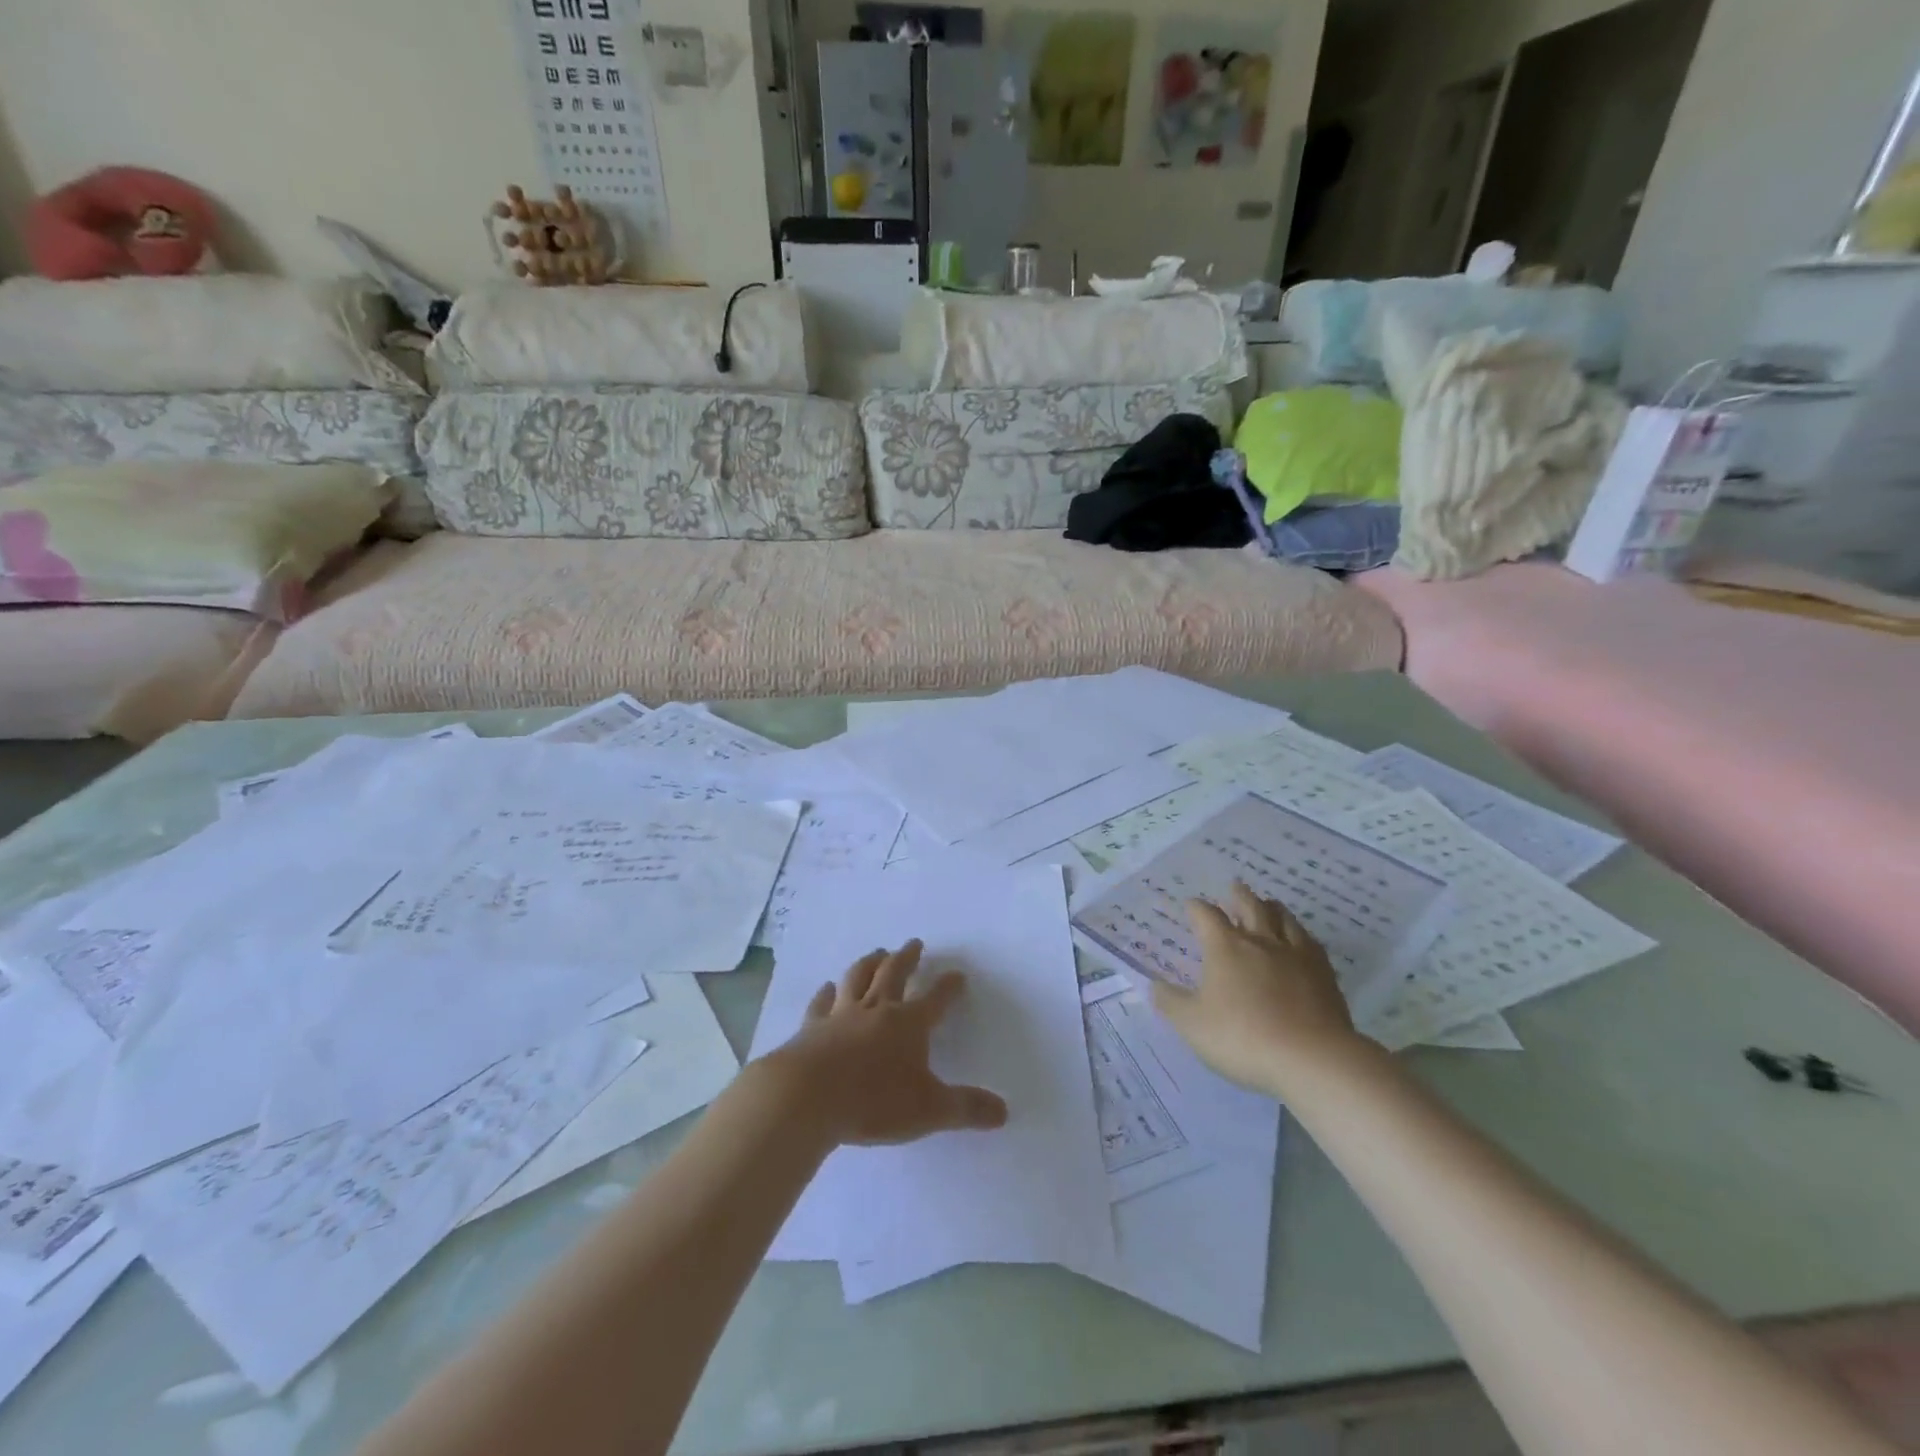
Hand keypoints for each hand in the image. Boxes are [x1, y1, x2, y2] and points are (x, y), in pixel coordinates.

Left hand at [763, 941, 1008, 1146]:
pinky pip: (821, 1003)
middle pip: (894, 974)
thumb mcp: (930, 1110)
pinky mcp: (811, 1027)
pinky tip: (827, 987)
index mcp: (909, 1024)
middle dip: (907, 958)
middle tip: (914, 943)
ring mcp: (841, 1015)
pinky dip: (826, 993)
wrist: (808, 1096)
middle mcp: (877, 1010)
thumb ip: (966, 1109)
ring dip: (869, 963)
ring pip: (858, 978)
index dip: (949, 987)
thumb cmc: (874, 1101)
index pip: (936, 999)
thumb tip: (1004, 1112)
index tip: (958, 974)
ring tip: (876, 952)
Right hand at [1152, 882, 1369, 1096]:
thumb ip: (1170, 1002)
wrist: (1312, 1058)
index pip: (1206, 915)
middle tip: (1235, 886)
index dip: (1196, 908)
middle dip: (1239, 895)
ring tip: (1269, 904)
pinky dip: (1301, 935)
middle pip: (1250, 906)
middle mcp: (1260, 941)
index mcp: (1225, 947)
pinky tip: (1302, 941)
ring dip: (1272, 908)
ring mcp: (1296, 955)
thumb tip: (1154, 984)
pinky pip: (1311, 943)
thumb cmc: (1242, 1038)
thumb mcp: (1192, 1025)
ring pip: (1284, 919)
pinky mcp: (1324, 974)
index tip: (1191, 905)